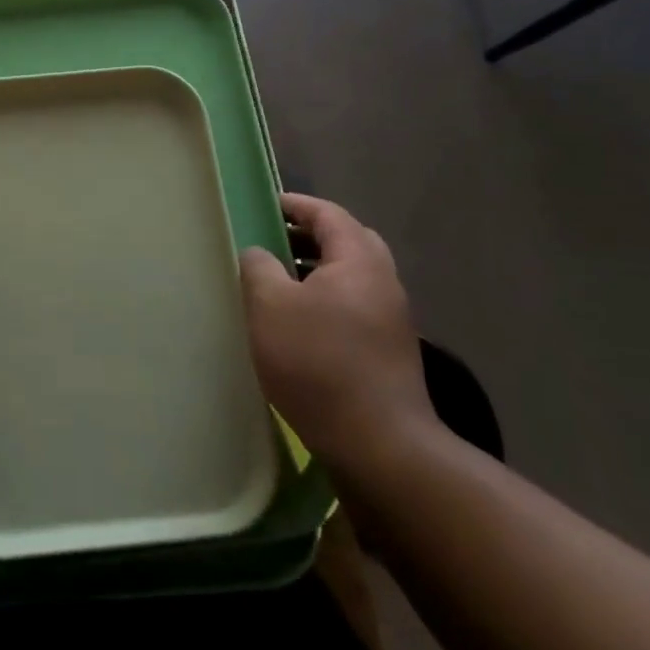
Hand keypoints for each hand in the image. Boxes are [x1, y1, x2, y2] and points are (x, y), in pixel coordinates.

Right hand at [240, 193, 437, 471]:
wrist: (379, 444)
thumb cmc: (317, 362)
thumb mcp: (269, 306)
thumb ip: (259, 267)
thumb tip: (259, 254)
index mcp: (359, 261)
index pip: (328, 214)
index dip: (295, 205)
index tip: (264, 205)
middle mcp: (383, 282)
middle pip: (347, 241)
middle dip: (310, 235)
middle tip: (273, 240)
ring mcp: (391, 319)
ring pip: (351, 276)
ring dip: (317, 270)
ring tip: (277, 281)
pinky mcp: (389, 351)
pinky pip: (354, 305)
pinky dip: (326, 299)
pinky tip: (299, 323)